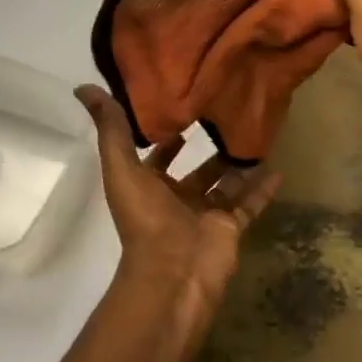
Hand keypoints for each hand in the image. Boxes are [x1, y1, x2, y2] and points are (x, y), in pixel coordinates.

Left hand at [76, 85, 280, 361]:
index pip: (158, 156)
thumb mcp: (122, 169)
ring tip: (257, 134)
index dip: (167, 134)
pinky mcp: (230, 227)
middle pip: (196, 170)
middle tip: (229, 115)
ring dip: (238, 164)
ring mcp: (206, 214)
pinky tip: (278, 168)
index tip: (185, 106)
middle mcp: (177, 199)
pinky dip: (262, 189)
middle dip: (209, 148)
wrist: (174, 273)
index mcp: (149, 187)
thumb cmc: (145, 219)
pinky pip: (249, 204)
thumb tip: (84, 88)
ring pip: (226, 184)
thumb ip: (111, 129)